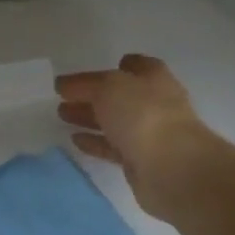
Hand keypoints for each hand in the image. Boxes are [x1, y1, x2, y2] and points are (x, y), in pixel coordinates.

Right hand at [56, 54, 216, 219]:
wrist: (172, 168)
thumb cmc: (143, 115)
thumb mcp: (108, 87)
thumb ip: (84, 84)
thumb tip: (63, 84)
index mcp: (153, 78)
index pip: (135, 66)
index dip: (113, 67)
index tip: (88, 74)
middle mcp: (155, 103)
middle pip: (120, 95)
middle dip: (92, 95)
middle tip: (62, 97)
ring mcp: (149, 134)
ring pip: (114, 122)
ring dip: (89, 117)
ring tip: (62, 115)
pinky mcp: (141, 161)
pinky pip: (113, 147)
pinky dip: (95, 142)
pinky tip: (75, 140)